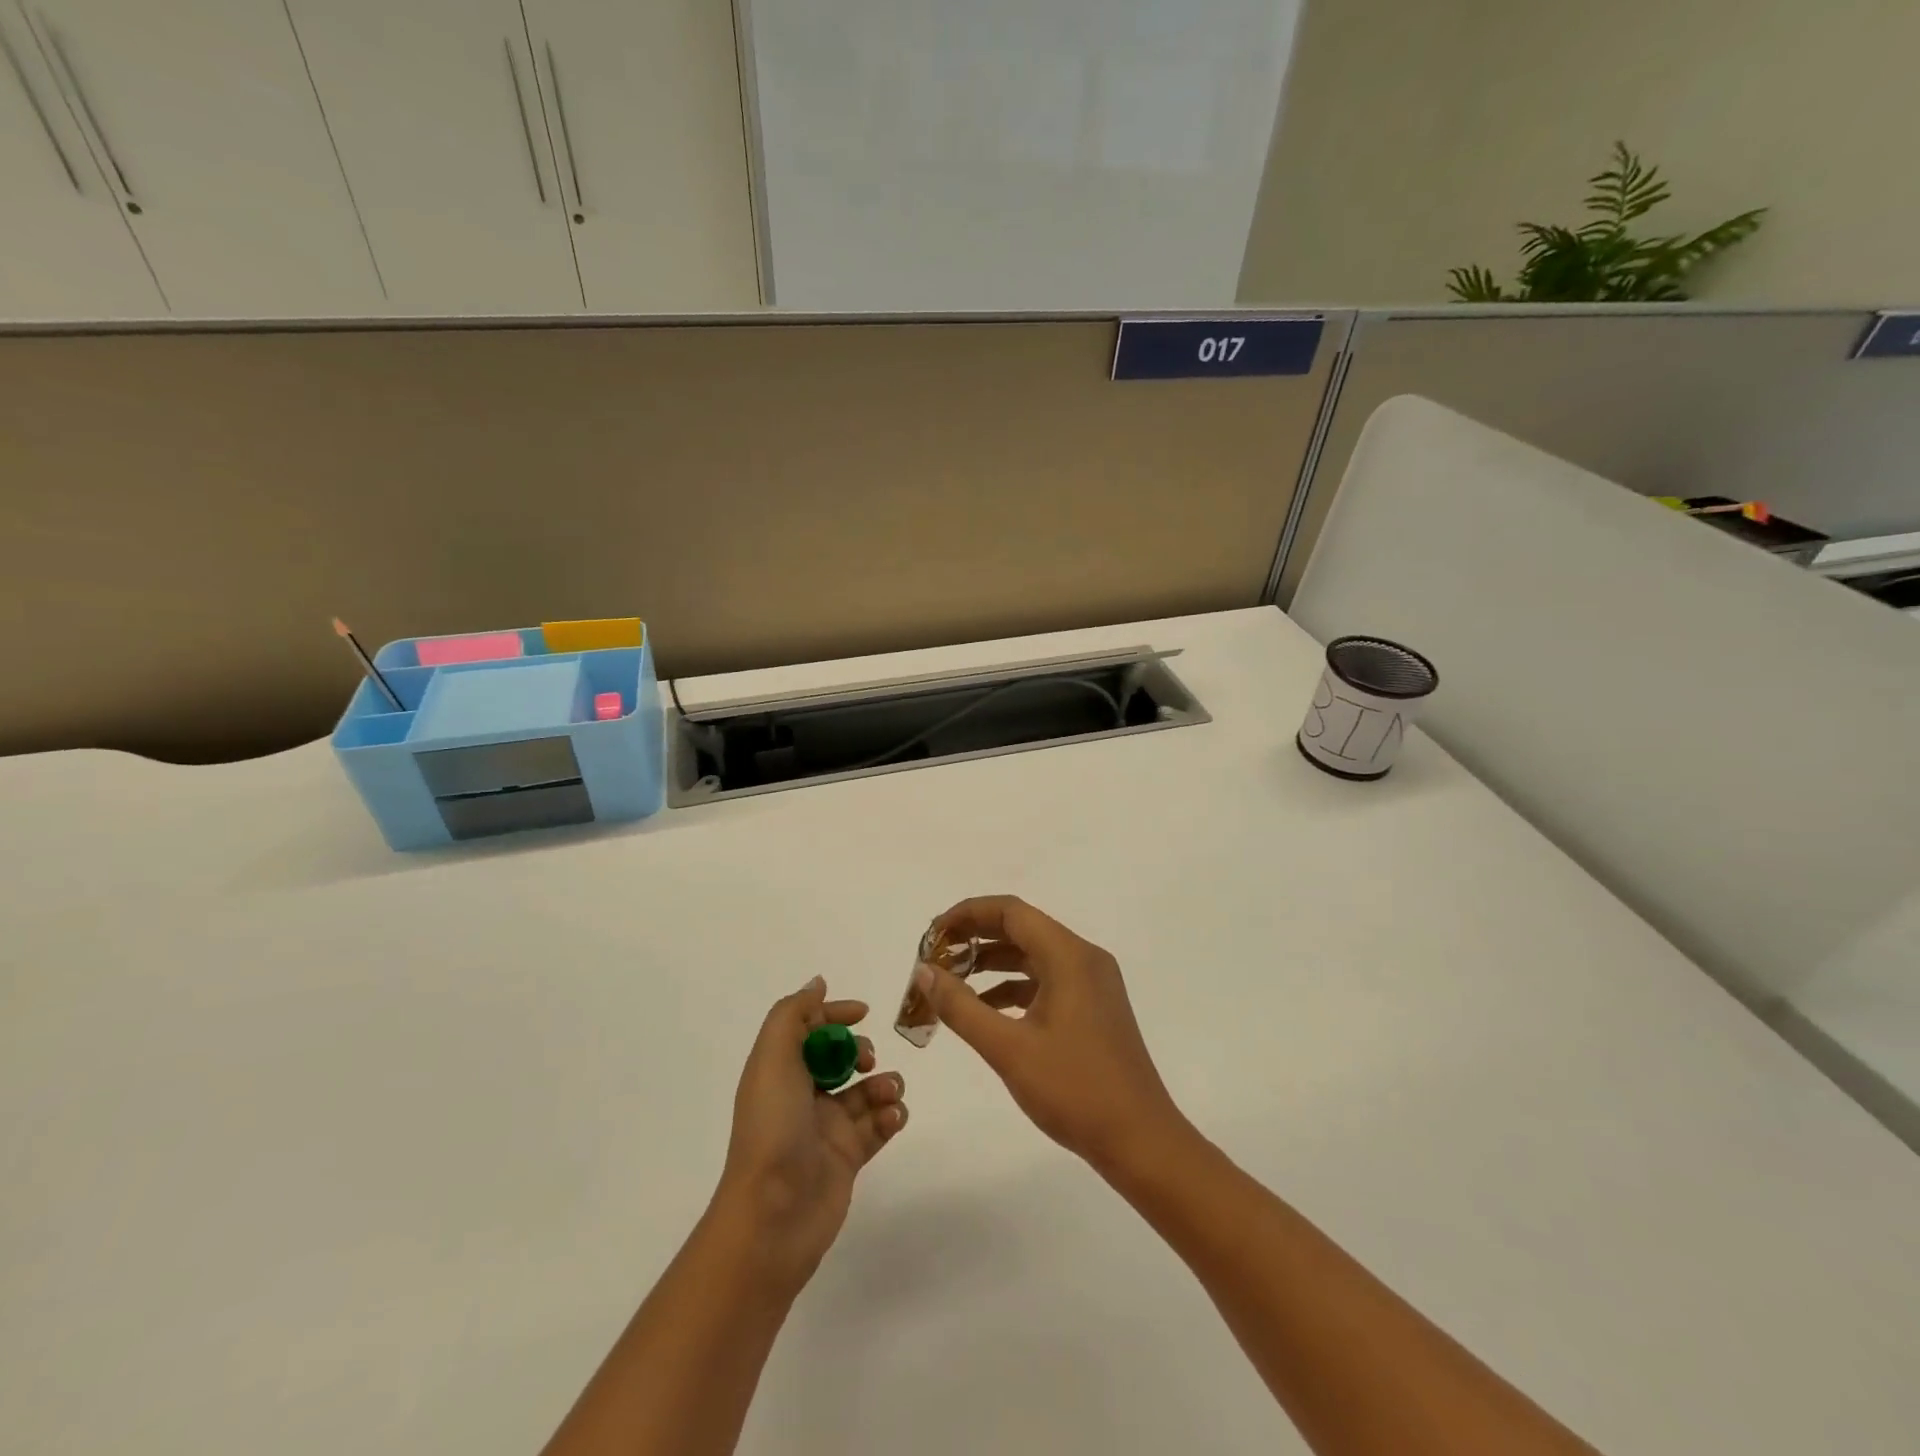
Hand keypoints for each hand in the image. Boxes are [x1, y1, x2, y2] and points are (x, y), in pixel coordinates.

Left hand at [714, 977, 908, 1294]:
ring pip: (865, 1090)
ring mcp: (826, 1128)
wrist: (773, 1215)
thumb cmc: (773, 1128)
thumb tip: (817, 983)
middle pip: (840, 1057)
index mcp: (780, 1070)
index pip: (809, 1029)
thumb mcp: (774, 1058)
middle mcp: (802, 1095)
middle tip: (866, 1062)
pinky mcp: (848, 1157)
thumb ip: (794, 1014)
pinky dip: (891, 1115)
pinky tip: (892, 1117)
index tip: (863, 1012)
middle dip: (861, 1050)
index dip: (834, 1014)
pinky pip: (879, 1125)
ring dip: (884, 1083)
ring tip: (887, 1094)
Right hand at [916, 896, 1187, 1174]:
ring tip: (951, 981)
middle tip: (935, 958)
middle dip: (976, 938)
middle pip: (1022, 929)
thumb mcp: (1008, 1049)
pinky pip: (1046, 980)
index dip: (967, 914)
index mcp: (1069, 956)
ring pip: (1034, 955)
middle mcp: (1084, 958)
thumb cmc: (1074, 1090)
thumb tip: (925, 972)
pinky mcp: (1093, 1007)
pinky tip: (986, 1009)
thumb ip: (961, 1007)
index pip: (1011, 911)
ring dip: (993, 963)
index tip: (932, 935)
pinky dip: (1013, 987)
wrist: (1140, 1141)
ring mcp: (1092, 983)